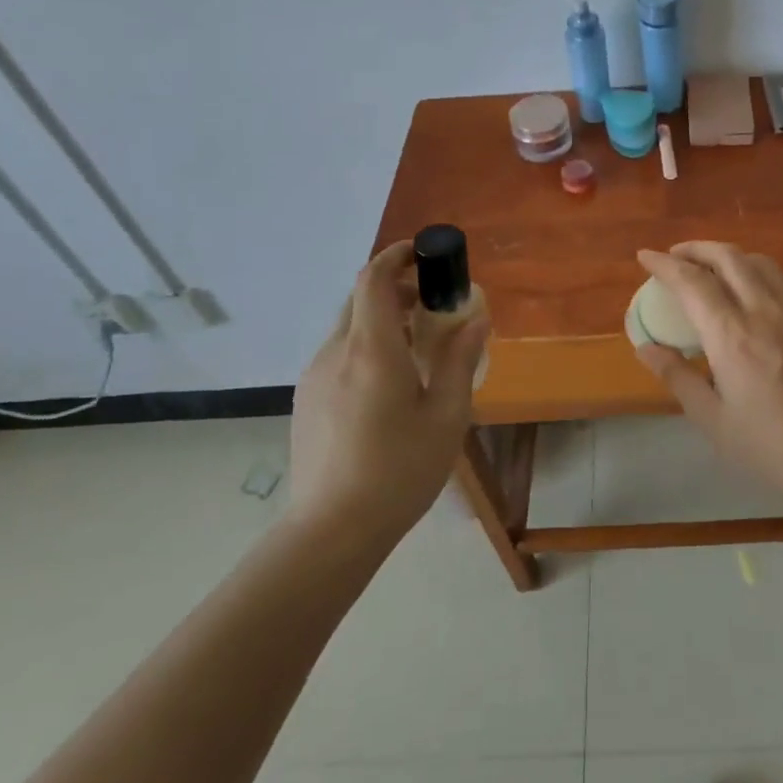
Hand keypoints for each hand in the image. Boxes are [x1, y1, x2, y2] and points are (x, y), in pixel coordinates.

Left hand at [288, 241, 489, 538]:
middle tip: (434, 306)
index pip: (373, 279)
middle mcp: (335, 352)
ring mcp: (314, 376)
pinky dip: (365, 347)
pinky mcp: (306, 400)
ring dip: (382, 321)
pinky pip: (338, 355)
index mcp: (372, 349)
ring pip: (348, 328)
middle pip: (360, 299)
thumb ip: (460, 361)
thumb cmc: (399, 469)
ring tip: (417, 350)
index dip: (396, 256)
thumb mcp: (447, 415)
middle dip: (396, 289)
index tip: (423, 253)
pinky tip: (388, 385)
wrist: (332, 530)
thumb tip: (476, 319)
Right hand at [634, 242, 782, 499]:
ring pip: (758, 262)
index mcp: (731, 335)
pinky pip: (781, 280)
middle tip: (676, 256)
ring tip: (711, 268)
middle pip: (727, 257)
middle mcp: (763, 310)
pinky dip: (755, 272)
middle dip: (696, 249)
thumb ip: (678, 377)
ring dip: (728, 256)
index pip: (691, 282)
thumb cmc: (770, 445)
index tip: (645, 255)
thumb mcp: (713, 419)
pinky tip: (750, 292)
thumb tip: (646, 348)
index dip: (664, 264)